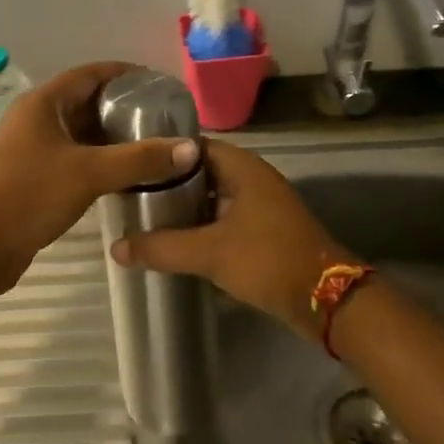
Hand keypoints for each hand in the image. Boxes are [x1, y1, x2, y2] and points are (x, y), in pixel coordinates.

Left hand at [0, 62, 199, 289]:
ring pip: (81, 136)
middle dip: (124, 110)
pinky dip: (100, 164)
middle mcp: (36, 121)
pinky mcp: (33, 180)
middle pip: (87, 103)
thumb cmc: (27, 195)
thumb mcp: (88, 173)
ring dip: (113, 140)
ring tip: (154, 148)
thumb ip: (140, 159)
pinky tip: (127, 178)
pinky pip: (74, 162)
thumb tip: (190, 149)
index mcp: (43, 104)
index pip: (91, 74)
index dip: (125, 74)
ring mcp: (32, 151)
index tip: (161, 84)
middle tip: (165, 121)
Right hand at [110, 141, 349, 340]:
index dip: (161, 152)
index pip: (192, 145)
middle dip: (168, 182)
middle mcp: (252, 177)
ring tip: (143, 216)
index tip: (130, 163)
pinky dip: (200, 224)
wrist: (327, 299)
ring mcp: (260, 204)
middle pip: (200, 170)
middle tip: (129, 193)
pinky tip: (175, 240)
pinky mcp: (264, 229)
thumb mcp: (210, 252)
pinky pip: (223, 217)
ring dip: (183, 206)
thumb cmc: (268, 260)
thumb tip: (116, 247)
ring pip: (212, 196)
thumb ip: (162, 247)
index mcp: (242, 167)